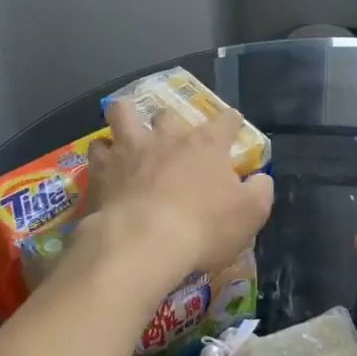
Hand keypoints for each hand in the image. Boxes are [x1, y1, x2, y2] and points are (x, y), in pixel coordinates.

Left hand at [76, 101, 273, 306]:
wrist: (144, 242)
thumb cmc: (203, 227)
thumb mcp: (250, 214)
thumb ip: (260, 191)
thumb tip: (260, 178)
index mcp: (207, 144)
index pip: (226, 120)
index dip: (231, 122)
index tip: (232, 127)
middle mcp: (168, 136)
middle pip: (168, 114)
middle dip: (171, 123)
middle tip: (172, 140)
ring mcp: (131, 148)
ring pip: (123, 114)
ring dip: (125, 119)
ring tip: (126, 132)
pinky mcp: (102, 168)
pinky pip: (96, 150)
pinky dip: (101, 155)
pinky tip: (103, 165)